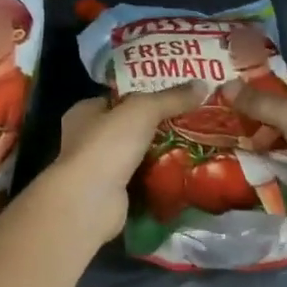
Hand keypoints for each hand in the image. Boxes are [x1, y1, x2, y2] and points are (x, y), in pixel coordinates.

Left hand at [49, 84, 204, 245]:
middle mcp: (86, 139)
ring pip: (136, 154)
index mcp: (84, 112)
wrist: (91, 202)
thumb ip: (171, 98)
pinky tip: (184, 172)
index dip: (145, 94)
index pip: (118, 98)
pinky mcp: (112, 194)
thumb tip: (202, 85)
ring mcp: (98, 169)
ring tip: (195, 143)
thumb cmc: (108, 145)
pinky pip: (141, 180)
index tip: (176, 94)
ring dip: (160, 152)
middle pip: (129, 126)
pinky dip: (158, 177)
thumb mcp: (142, 110)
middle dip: (157, 125)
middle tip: (192, 119)